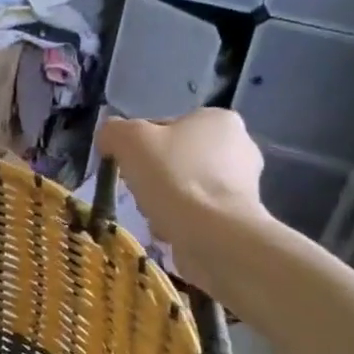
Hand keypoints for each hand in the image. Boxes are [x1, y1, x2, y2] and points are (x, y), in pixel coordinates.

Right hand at [96, 111, 265, 294]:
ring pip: (183, 186)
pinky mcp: (241, 215)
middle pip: (173, 158)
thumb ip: (113, 131)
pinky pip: (197, 212)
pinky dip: (180, 220)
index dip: (137, 146)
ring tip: (155, 214)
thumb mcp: (128, 140)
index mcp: (217, 118)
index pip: (163, 126)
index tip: (127, 165)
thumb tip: (109, 139)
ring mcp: (244, 183)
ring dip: (164, 199)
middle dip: (153, 176)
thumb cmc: (173, 177)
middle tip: (140, 190)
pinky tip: (171, 229)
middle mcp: (240, 145)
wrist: (214, 235)